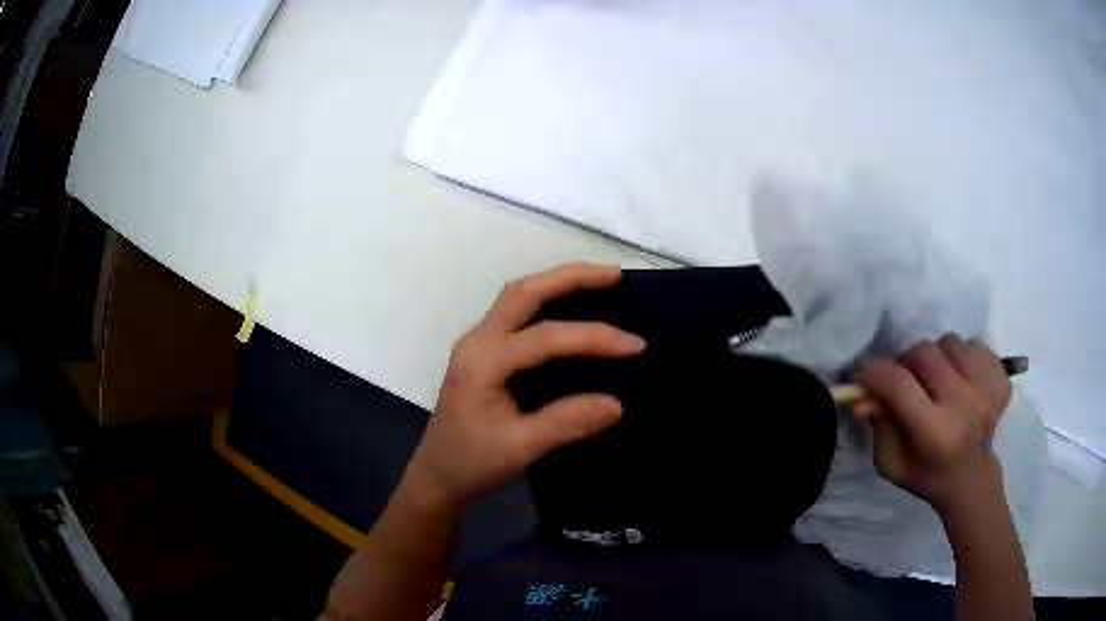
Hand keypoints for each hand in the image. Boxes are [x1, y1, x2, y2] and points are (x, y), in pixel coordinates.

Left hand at [403, 263, 645, 509]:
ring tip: (599, 280)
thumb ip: (566, 423)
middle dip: (571, 277)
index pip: (545, 338)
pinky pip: (516, 311)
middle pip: (524, 292)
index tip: (637, 346)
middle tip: (615, 275)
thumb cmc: (472, 462)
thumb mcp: (519, 448)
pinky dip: (547, 300)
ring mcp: (477, 342)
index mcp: (483, 362)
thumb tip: (617, 403)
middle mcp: (477, 341)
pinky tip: (571, 306)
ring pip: (518, 296)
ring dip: (558, 283)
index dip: (594, 337)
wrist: (437, 474)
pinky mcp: (483, 351)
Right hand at [853, 333, 1010, 514]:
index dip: (875, 373)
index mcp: (936, 434)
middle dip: (906, 363)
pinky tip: (962, 381)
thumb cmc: (925, 474)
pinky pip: (975, 344)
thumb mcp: (890, 462)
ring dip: (937, 357)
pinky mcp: (1002, 378)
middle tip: (905, 381)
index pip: (900, 385)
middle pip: (925, 353)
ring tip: (938, 381)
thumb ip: (879, 424)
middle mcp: (965, 407)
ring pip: (950, 342)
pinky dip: (963, 357)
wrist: (970, 479)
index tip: (863, 373)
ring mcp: (987, 389)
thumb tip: (863, 395)